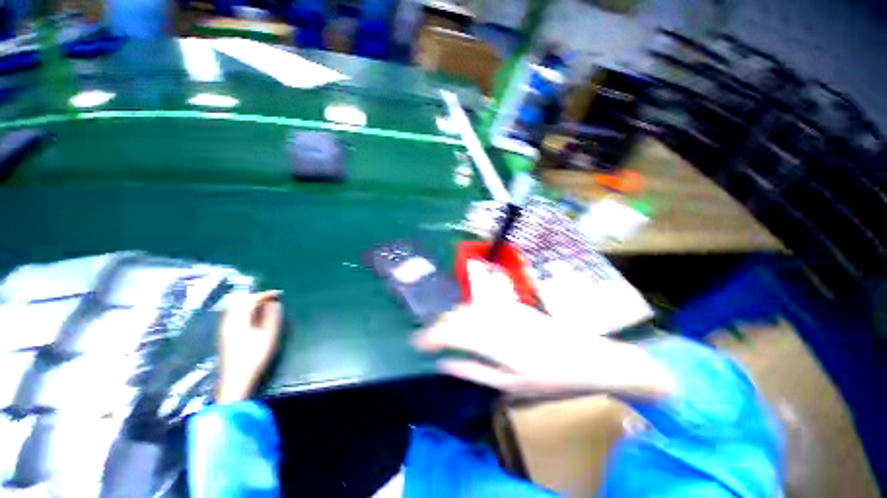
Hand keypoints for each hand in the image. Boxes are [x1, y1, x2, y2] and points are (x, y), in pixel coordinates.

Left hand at [217, 291, 282, 403]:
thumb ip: (272, 317)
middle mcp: (229, 321)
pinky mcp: (225, 334)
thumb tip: (274, 303)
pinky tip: (254, 316)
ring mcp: (225, 328)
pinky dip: (245, 309)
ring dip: (250, 302)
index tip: (279, 294)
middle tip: (272, 298)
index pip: (251, 300)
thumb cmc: (255, 358)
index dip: (265, 295)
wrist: (236, 380)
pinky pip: (234, 314)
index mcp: (239, 321)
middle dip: (257, 296)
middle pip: (240, 301)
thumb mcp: (269, 337)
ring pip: (235, 307)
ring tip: (265, 305)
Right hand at [412, 302, 674, 397]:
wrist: (585, 355)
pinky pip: (481, 303)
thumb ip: (473, 370)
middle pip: (456, 316)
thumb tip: (443, 363)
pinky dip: (466, 310)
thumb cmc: (549, 377)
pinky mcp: (512, 303)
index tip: (417, 343)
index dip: (430, 336)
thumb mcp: (510, 384)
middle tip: (426, 338)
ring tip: (441, 329)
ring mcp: (504, 307)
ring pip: (466, 306)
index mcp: (493, 341)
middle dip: (437, 325)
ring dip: (450, 316)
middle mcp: (494, 318)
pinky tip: (464, 318)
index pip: (451, 333)